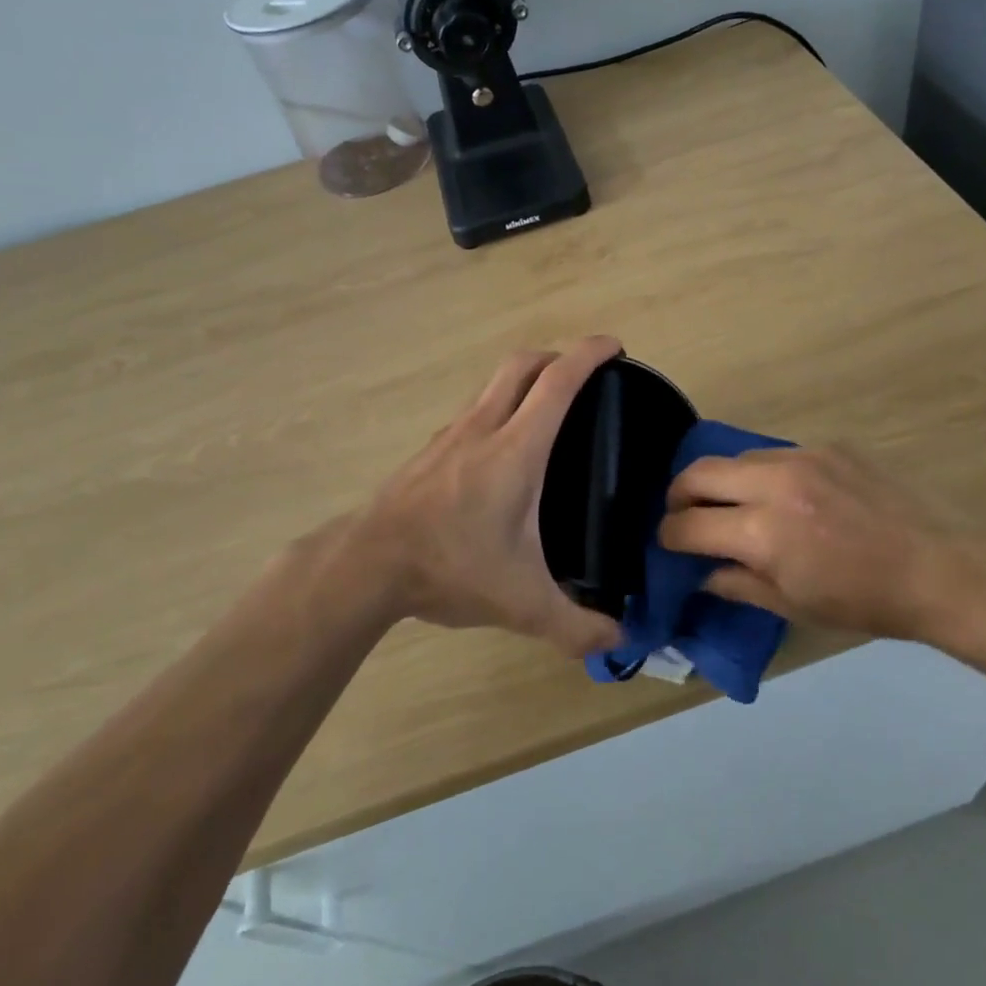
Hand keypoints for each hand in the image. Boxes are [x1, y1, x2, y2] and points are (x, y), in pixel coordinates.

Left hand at [327, 336, 625, 658]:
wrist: (368, 564)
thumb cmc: (450, 567)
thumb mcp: (521, 604)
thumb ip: (575, 625)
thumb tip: (617, 640)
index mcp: (515, 449)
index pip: (557, 381)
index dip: (589, 354)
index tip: (614, 345)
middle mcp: (483, 427)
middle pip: (522, 364)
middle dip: (557, 356)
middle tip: (584, 376)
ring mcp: (452, 434)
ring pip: (493, 383)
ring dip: (525, 379)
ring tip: (547, 410)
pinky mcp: (431, 449)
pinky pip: (474, 409)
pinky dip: (499, 406)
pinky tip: (502, 450)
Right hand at [657, 445, 985, 644]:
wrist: (935, 568)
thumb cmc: (862, 601)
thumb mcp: (792, 606)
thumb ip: (736, 583)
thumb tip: (700, 571)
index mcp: (764, 532)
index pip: (689, 524)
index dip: (669, 535)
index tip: (668, 543)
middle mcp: (775, 484)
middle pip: (699, 472)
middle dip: (679, 495)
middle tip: (683, 514)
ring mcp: (802, 457)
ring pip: (737, 458)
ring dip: (722, 482)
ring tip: (732, 505)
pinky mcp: (827, 446)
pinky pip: (775, 455)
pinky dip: (762, 475)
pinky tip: (782, 497)